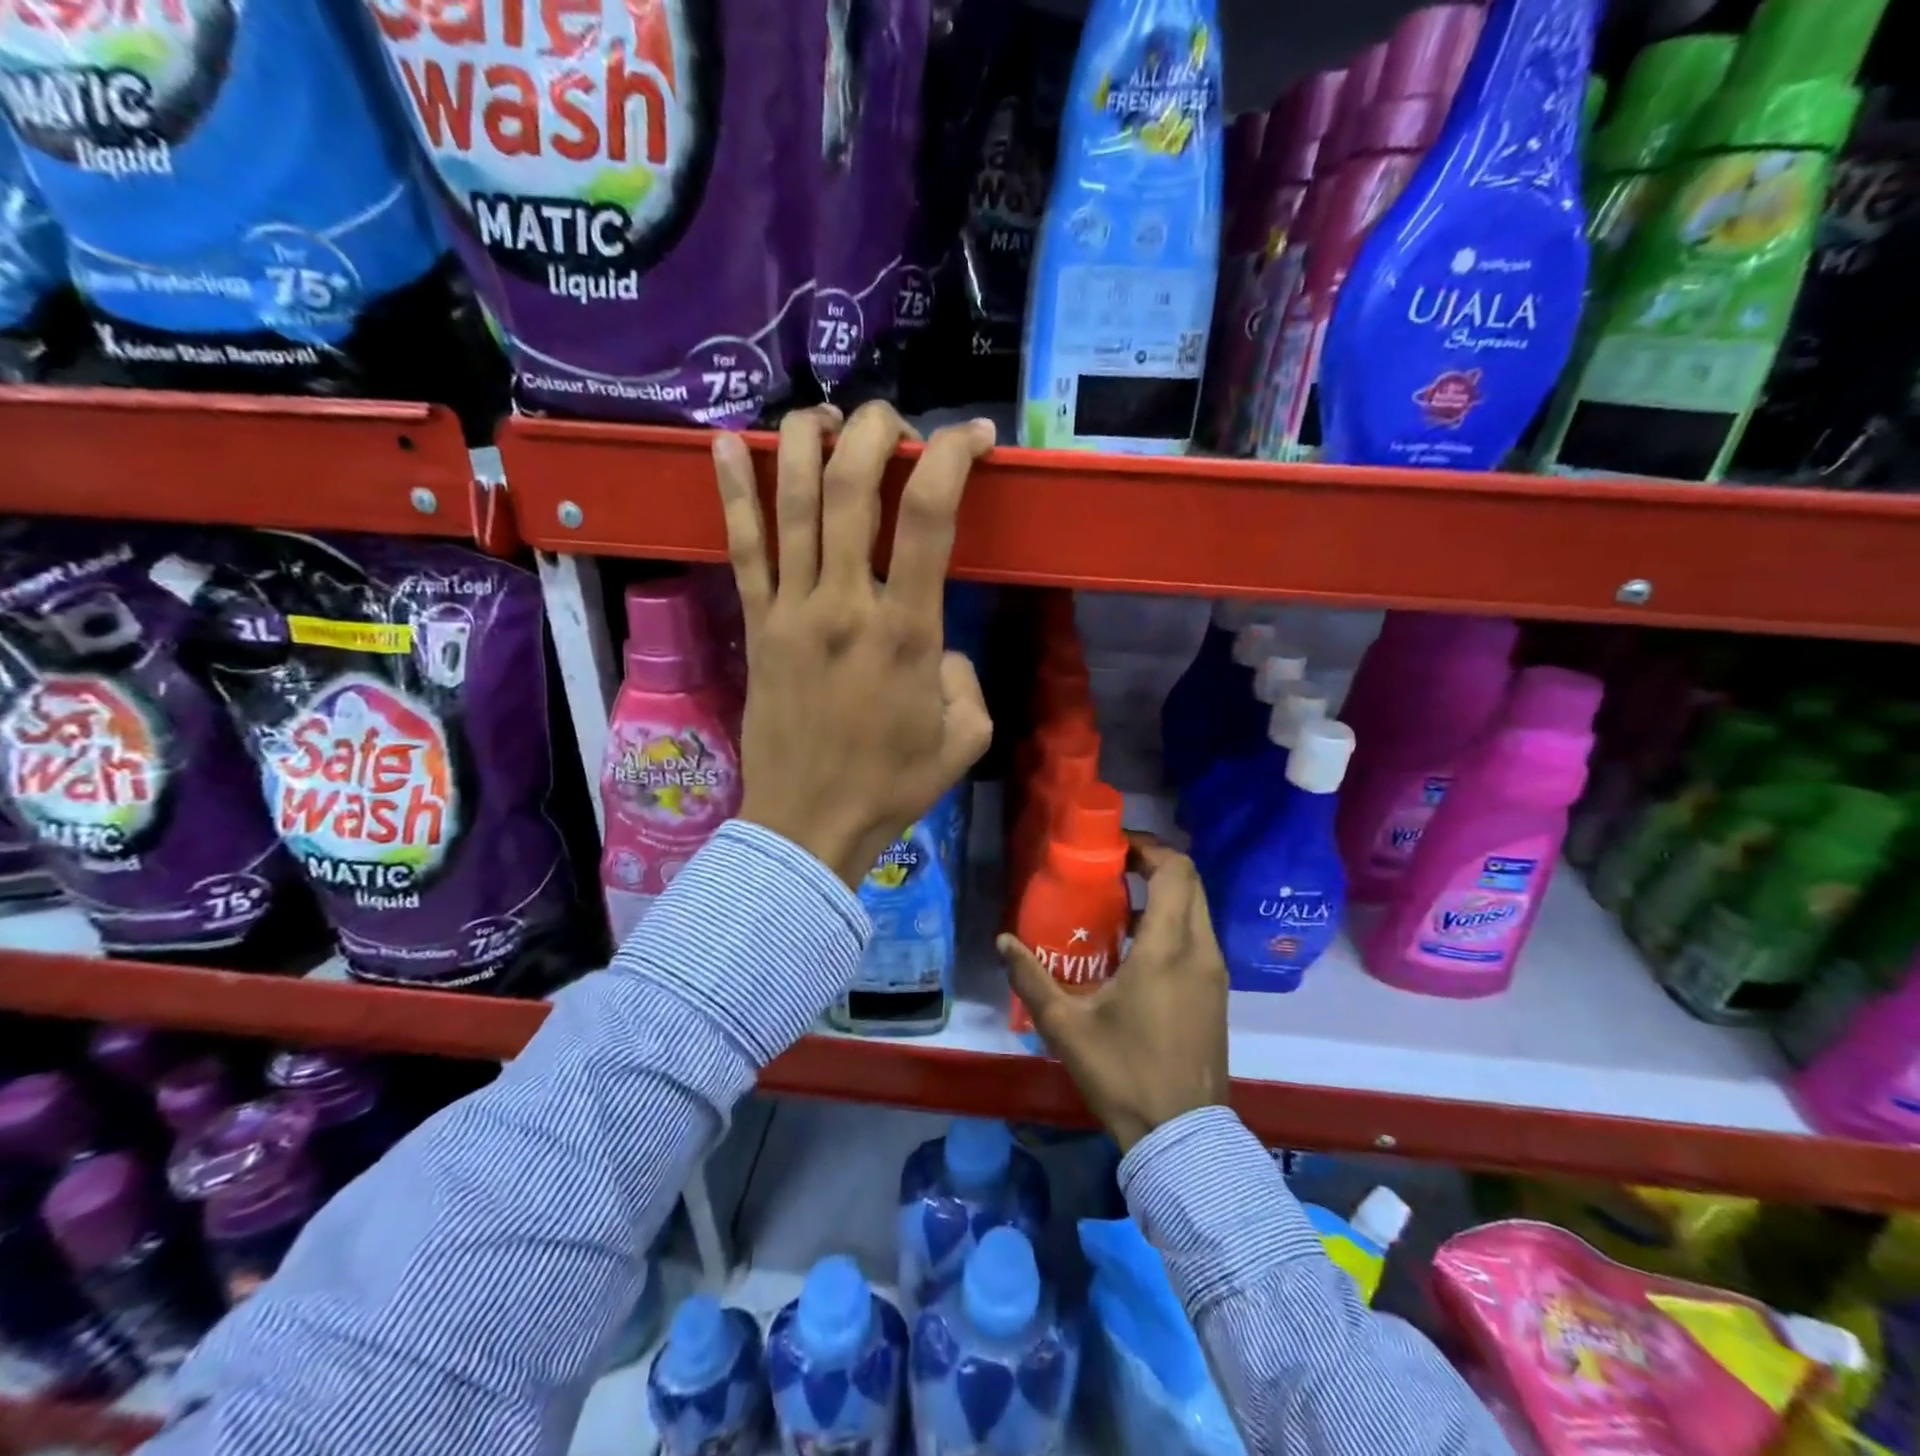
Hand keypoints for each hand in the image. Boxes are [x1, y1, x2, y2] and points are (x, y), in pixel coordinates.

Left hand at [712, 402, 995, 888]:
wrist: (809, 824)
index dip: (953, 455)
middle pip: (849, 485)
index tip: (975, 436)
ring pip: (789, 500)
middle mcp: (844, 604)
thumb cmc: (893, 785)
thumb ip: (966, 677)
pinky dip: (731, 491)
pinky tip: (724, 442)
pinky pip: (741, 548)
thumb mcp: (966, 737)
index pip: (928, 514)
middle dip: (874, 430)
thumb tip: (938, 645)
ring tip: (824, 414)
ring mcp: (791, 610)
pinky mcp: (755, 626)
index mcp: (906, 630)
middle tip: (894, 422)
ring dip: (805, 440)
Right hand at [1000, 841, 1229, 1151]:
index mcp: (1167, 948)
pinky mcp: (1216, 992)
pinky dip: (1173, 922)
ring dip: (1163, 894)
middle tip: (1111, 870)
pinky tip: (1135, 947)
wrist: (1182, 1136)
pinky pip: (1198, 936)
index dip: (1148, 848)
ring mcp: (1214, 972)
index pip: (1175, 871)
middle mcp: (1200, 951)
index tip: (1112, 849)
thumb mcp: (1067, 1027)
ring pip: (1197, 909)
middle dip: (1154, 865)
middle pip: (1190, 882)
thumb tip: (1003, 942)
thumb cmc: (1124, 1073)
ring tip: (1118, 905)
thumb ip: (1032, 979)